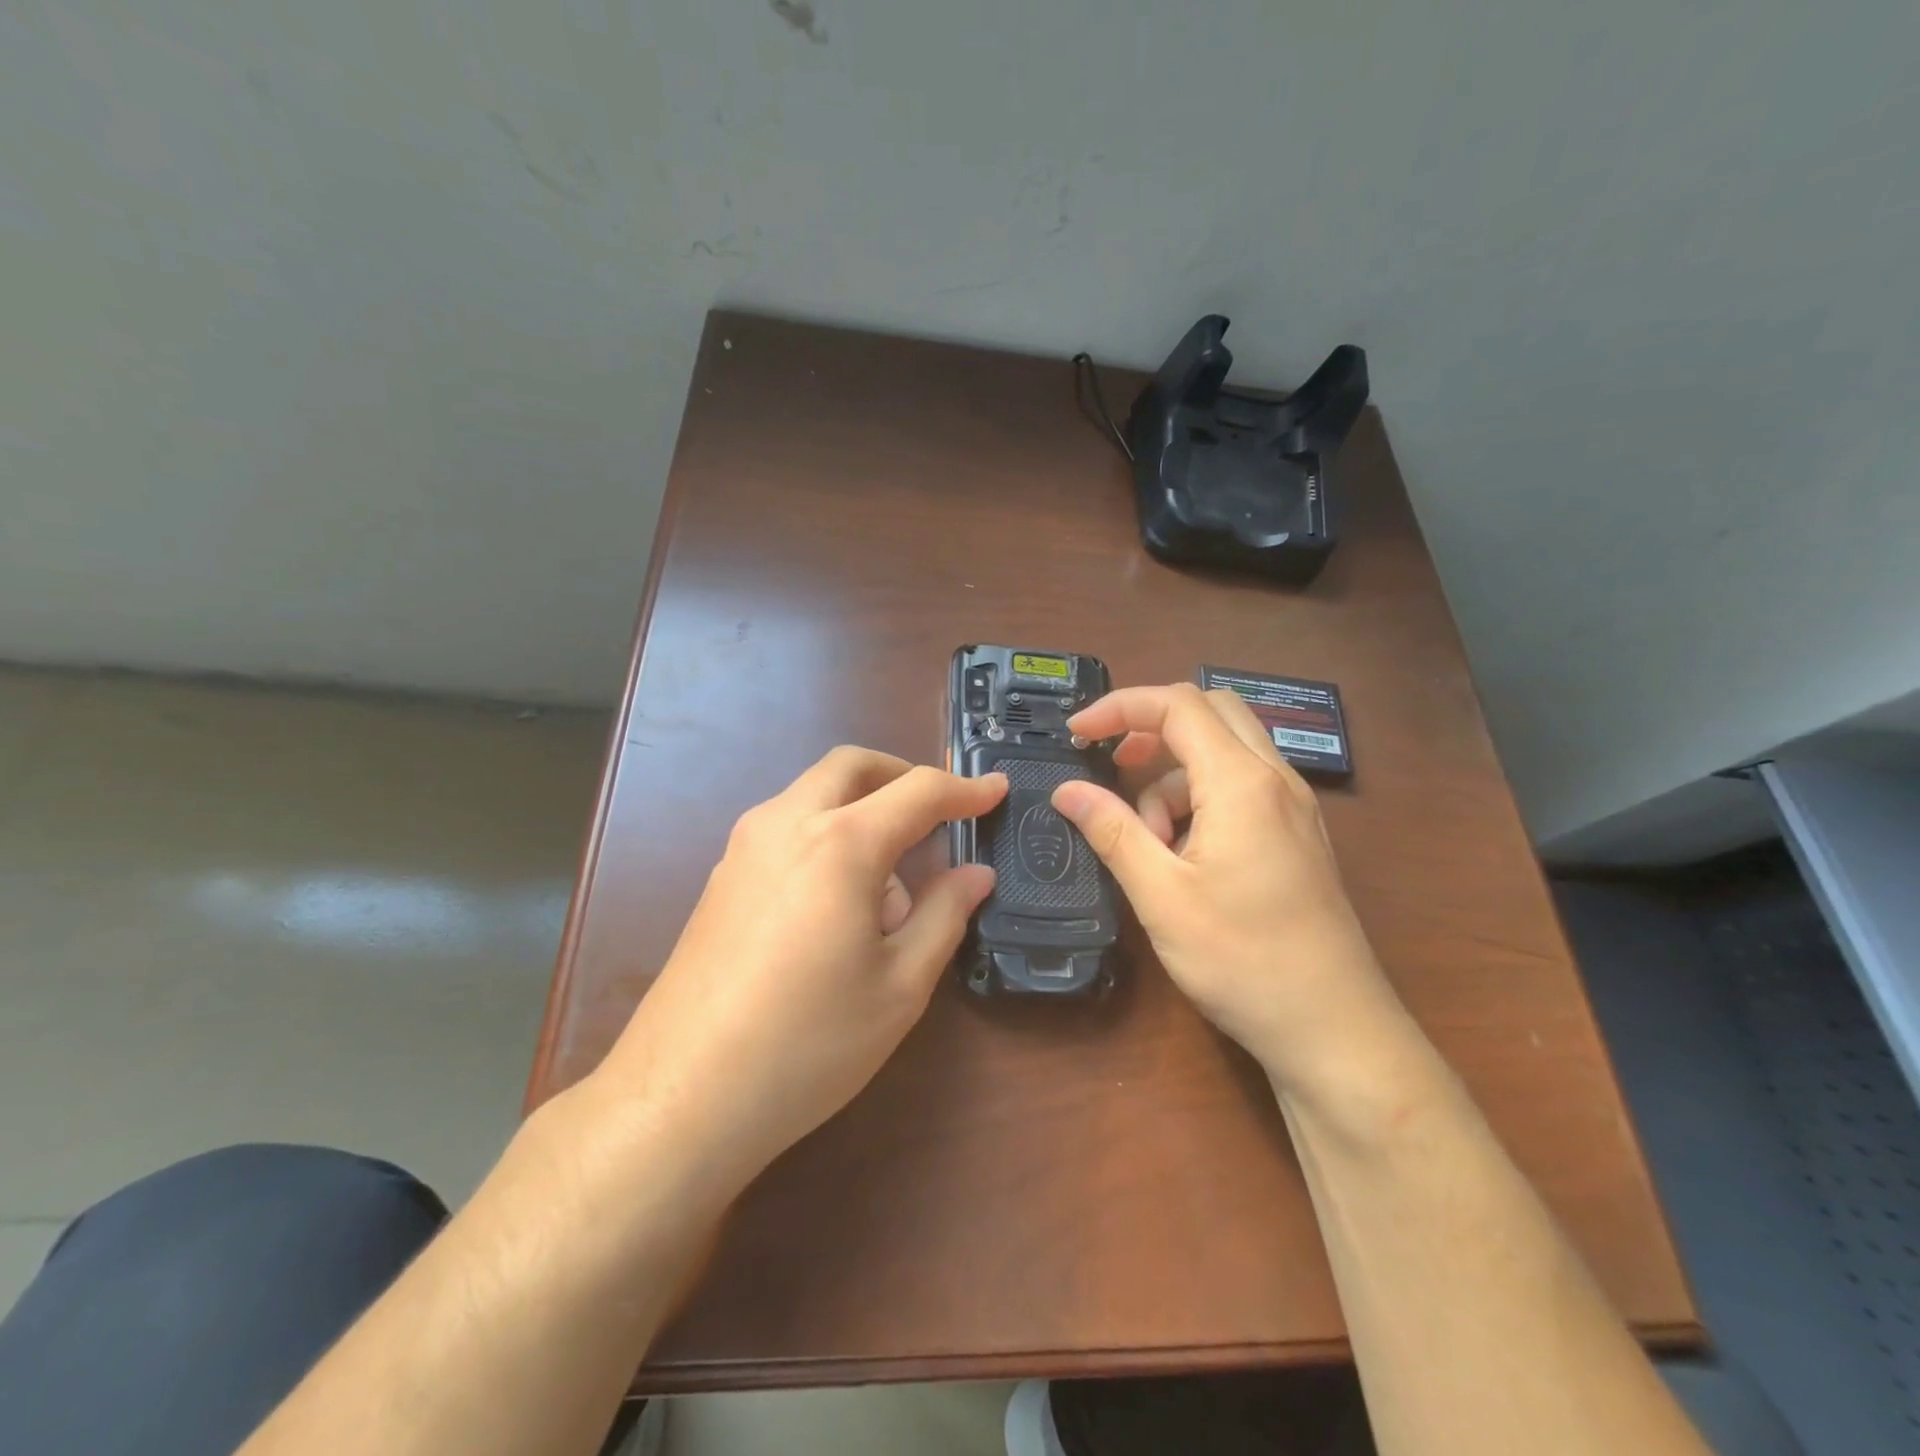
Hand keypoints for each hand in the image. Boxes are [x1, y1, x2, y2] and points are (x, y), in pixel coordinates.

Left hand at [597, 748, 1006, 1196]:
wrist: (682, 1097)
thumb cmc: (808, 1043)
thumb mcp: (900, 986)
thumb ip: (945, 914)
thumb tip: (976, 874)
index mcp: (840, 843)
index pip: (918, 792)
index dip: (965, 790)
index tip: (997, 791)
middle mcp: (786, 824)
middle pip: (851, 767)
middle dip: (902, 776)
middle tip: (940, 814)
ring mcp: (743, 847)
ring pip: (814, 793)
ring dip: (862, 809)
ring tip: (890, 888)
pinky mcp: (721, 877)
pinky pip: (787, 826)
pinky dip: (827, 834)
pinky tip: (839, 905)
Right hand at [1050, 684, 1410, 1098]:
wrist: (1334, 1028)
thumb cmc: (1244, 960)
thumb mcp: (1162, 896)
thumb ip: (1113, 831)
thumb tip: (1066, 789)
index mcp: (1242, 783)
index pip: (1178, 706)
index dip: (1120, 707)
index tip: (1077, 733)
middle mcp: (1275, 779)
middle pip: (1210, 712)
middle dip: (1151, 727)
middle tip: (1112, 763)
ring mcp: (1292, 807)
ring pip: (1224, 753)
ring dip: (1174, 777)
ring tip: (1150, 843)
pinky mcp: (1295, 835)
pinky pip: (1240, 788)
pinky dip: (1200, 801)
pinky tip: (1184, 858)